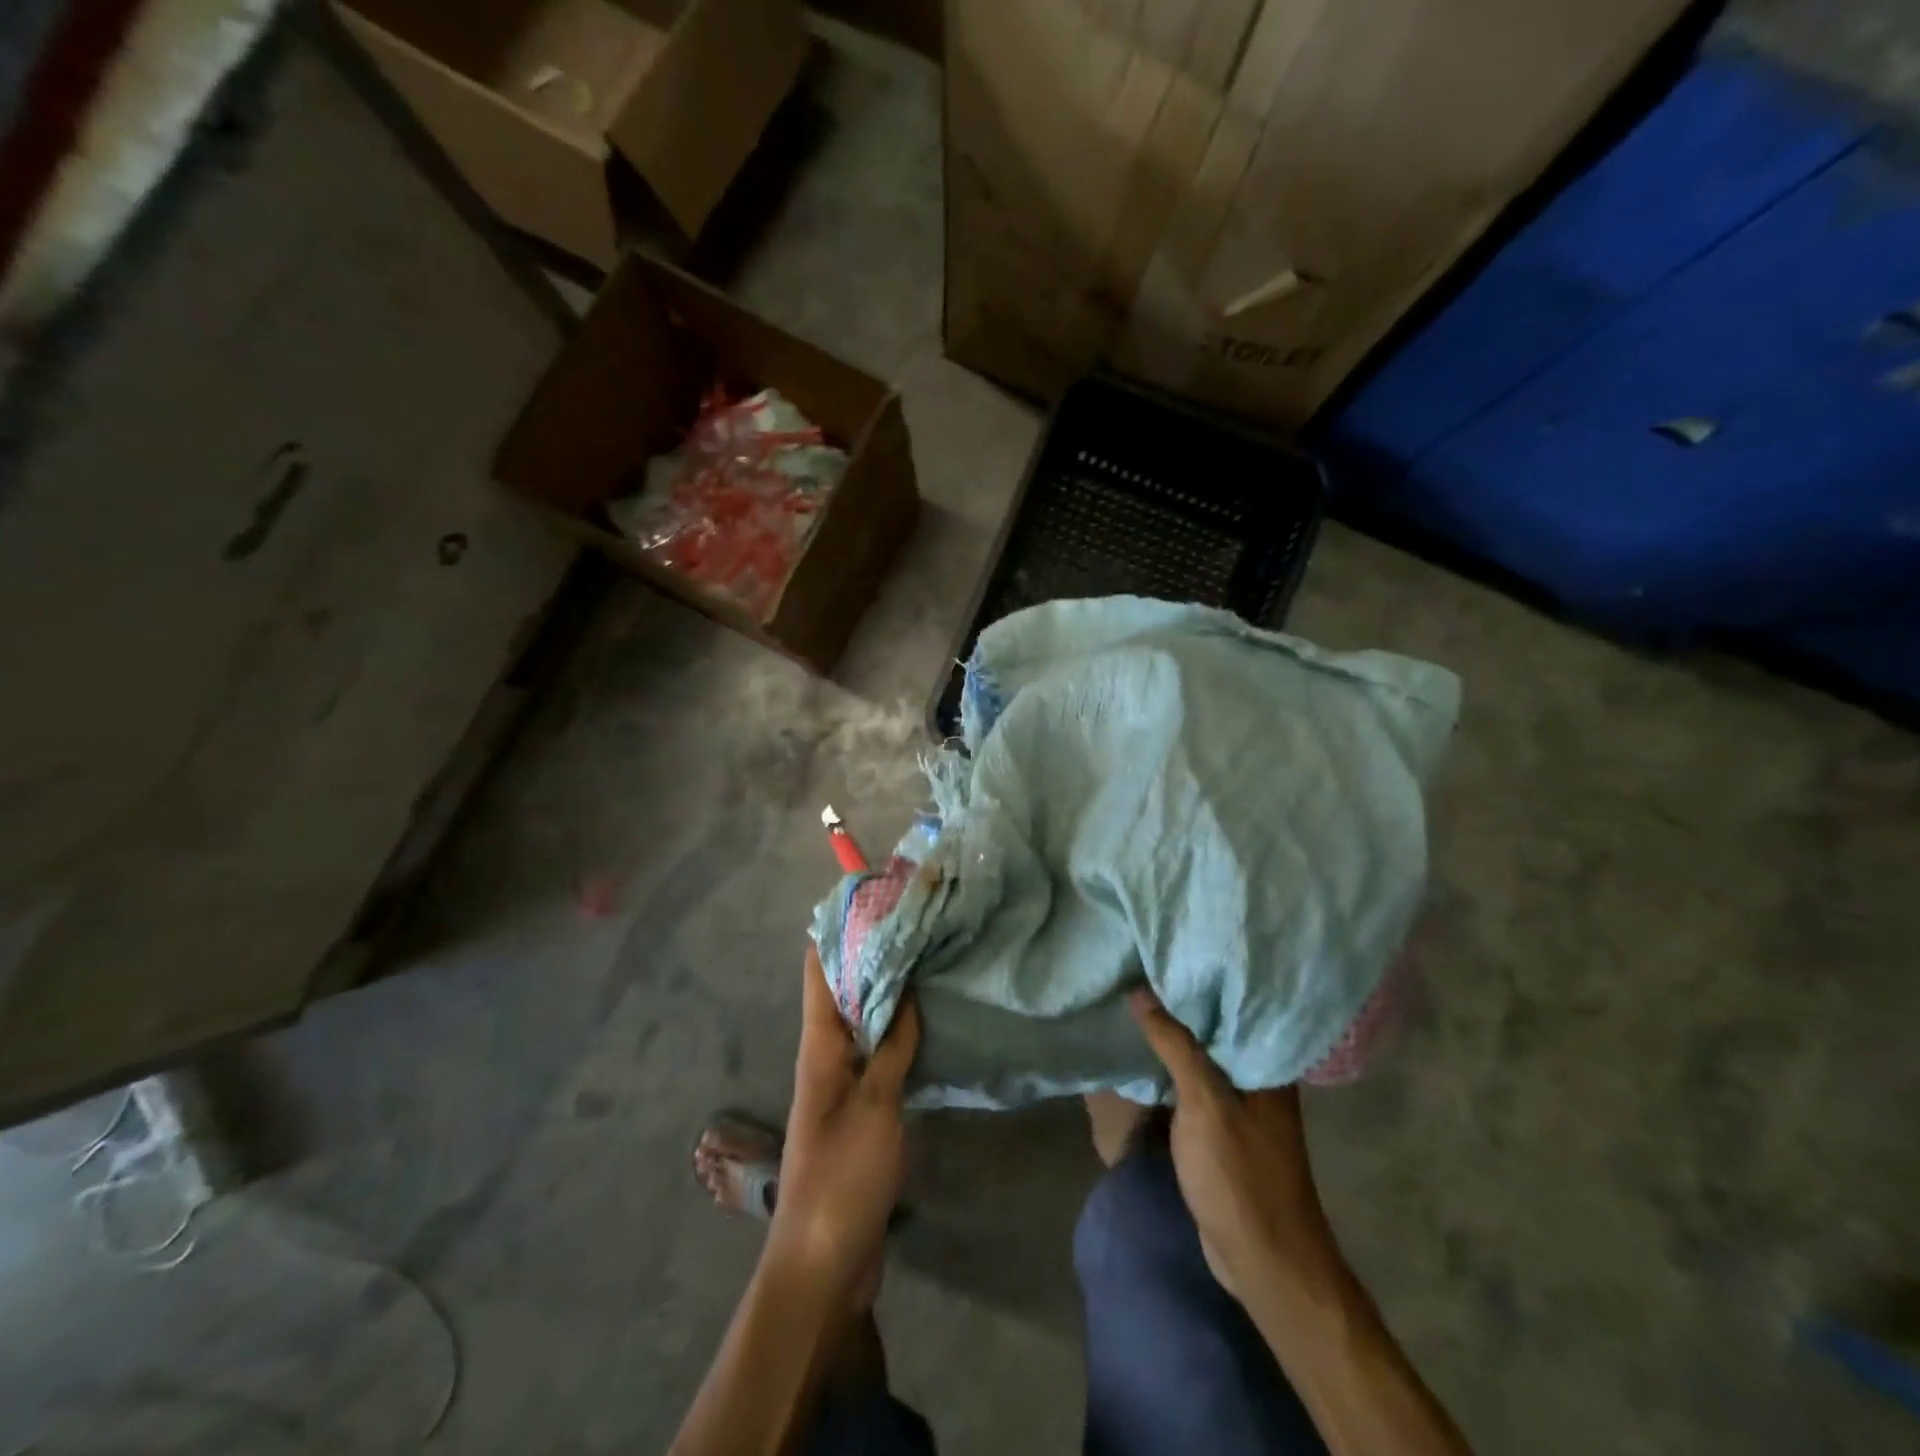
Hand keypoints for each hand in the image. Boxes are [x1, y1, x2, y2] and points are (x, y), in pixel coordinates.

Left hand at [765, 946, 919, 1304]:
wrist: (824, 1259)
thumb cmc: (843, 1173)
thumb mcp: (875, 1104)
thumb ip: (892, 1045)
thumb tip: (906, 989)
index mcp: (818, 1044)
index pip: (820, 969)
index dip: (839, 929)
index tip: (871, 897)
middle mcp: (826, 1054)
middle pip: (845, 989)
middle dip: (873, 955)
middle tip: (915, 922)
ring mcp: (843, 1081)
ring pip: (865, 1020)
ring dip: (889, 992)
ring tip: (927, 959)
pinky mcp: (862, 1107)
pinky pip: (879, 1054)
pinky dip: (899, 1032)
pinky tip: (928, 1022)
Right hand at [1128, 988, 1337, 1299]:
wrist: (1264, 1262)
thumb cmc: (1240, 1175)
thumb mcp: (1204, 1102)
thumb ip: (1175, 1045)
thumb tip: (1140, 991)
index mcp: (1267, 1063)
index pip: (1234, 1003)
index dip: (1200, 976)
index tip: (1164, 949)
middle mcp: (1259, 1077)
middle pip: (1215, 1028)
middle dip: (1180, 1004)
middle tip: (1138, 968)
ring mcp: (1242, 1105)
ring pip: (1202, 1057)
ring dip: (1173, 1037)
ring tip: (1134, 999)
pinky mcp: (1223, 1129)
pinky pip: (1194, 1084)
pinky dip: (1172, 1069)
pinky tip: (1144, 1052)